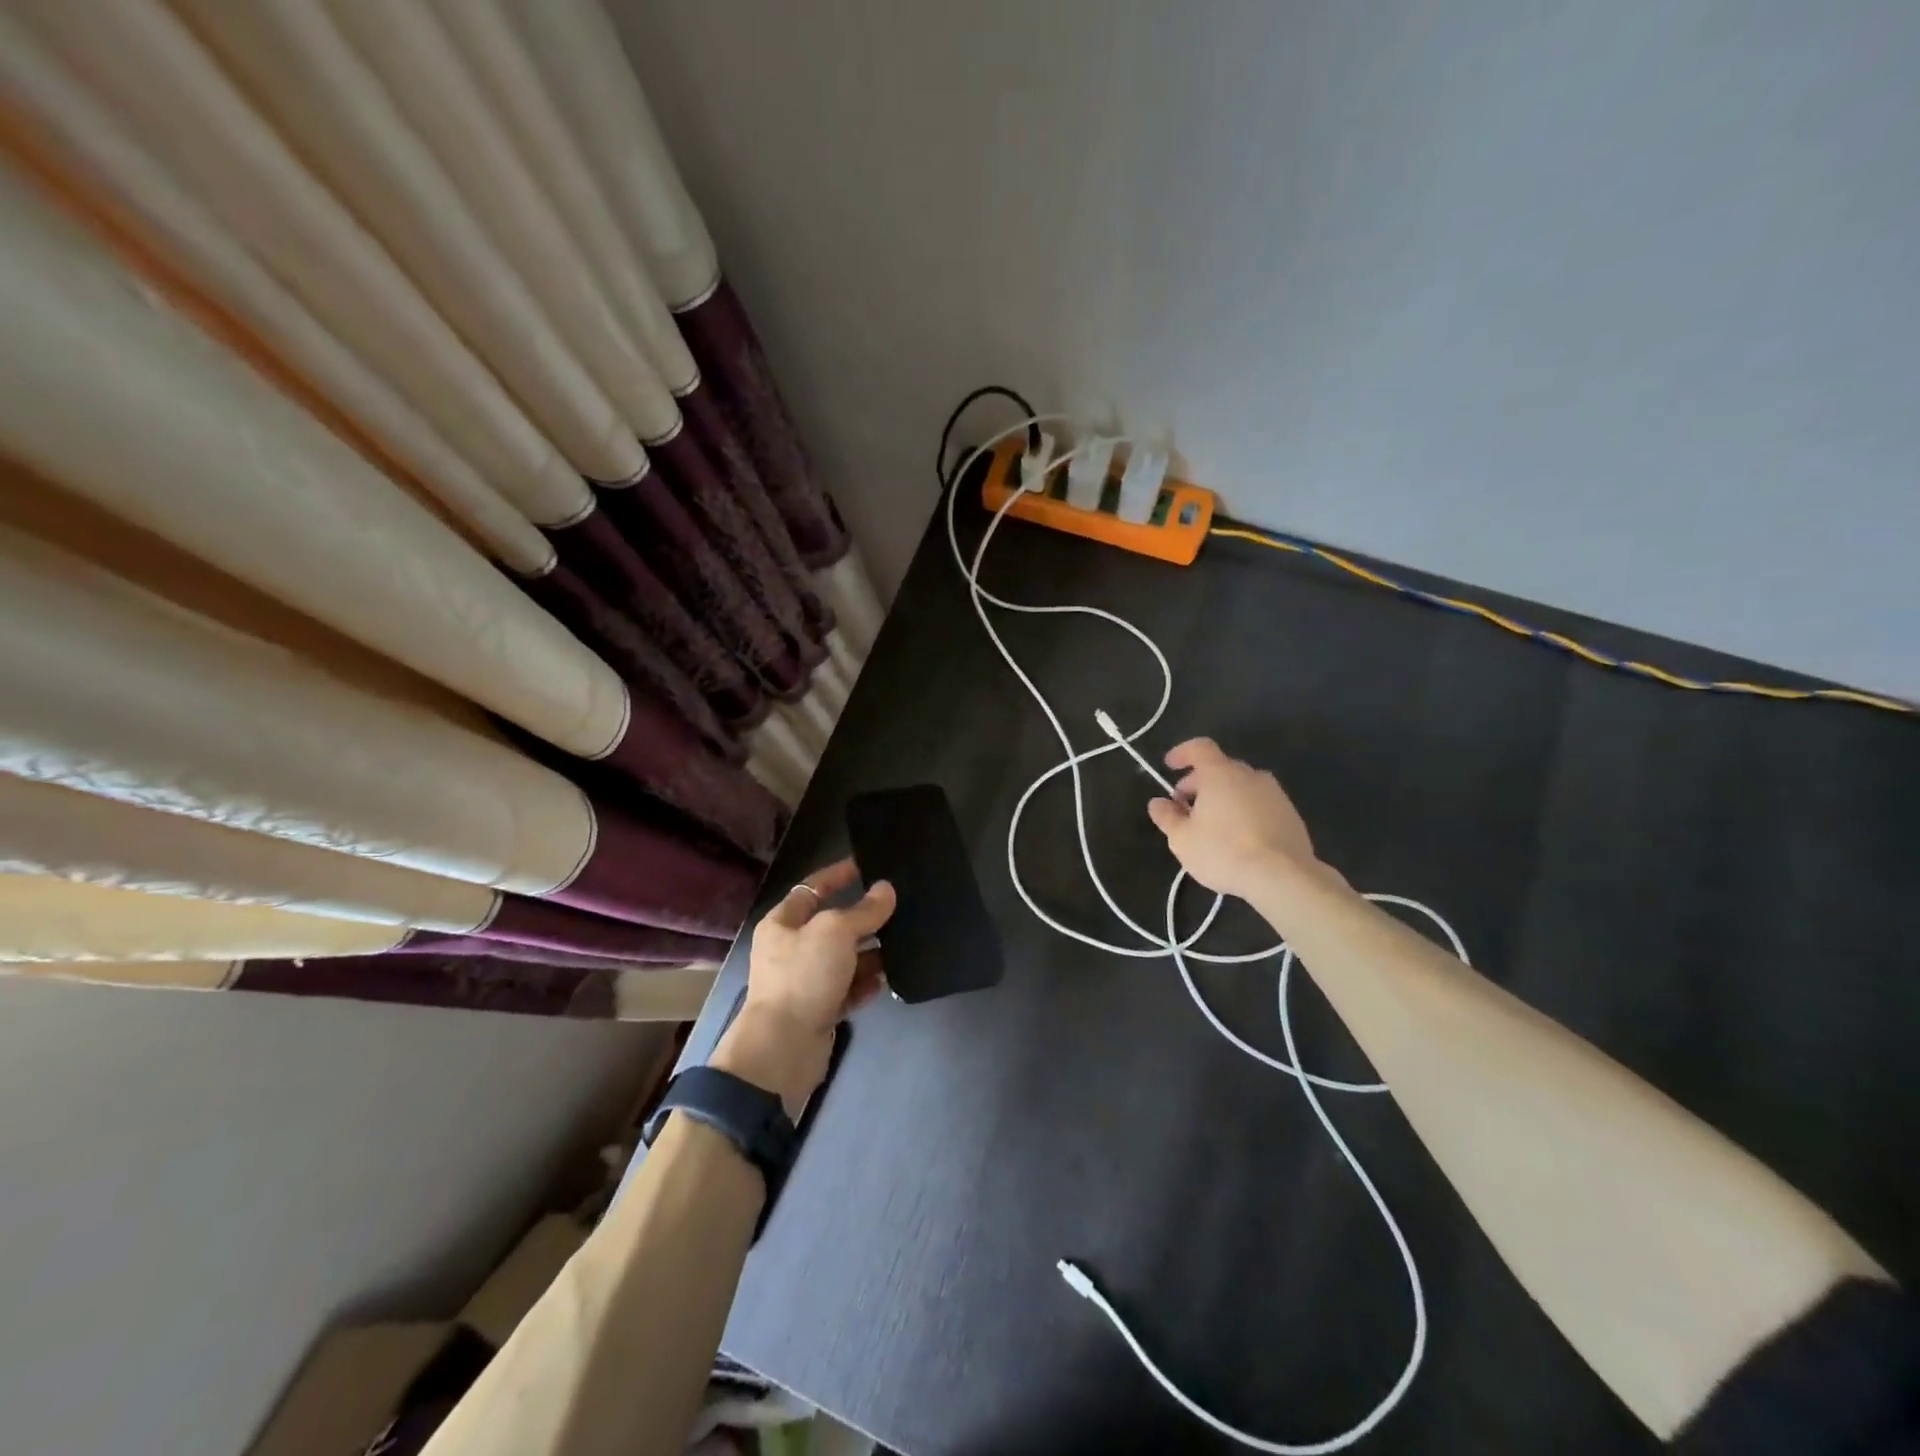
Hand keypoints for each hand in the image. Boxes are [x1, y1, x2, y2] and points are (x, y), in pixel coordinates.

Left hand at [712, 859, 894, 1116]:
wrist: (783, 1048)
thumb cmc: (803, 976)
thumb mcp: (836, 932)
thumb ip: (864, 910)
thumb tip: (886, 889)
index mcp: (783, 923)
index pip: (813, 888)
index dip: (838, 875)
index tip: (868, 865)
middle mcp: (792, 948)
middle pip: (834, 925)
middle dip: (865, 918)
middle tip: (900, 907)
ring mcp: (806, 981)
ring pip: (846, 958)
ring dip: (872, 953)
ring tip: (904, 944)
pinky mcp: (820, 1009)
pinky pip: (849, 988)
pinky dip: (867, 983)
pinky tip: (888, 979)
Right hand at [1146, 738, 1321, 900]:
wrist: (1283, 877)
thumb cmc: (1223, 851)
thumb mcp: (1182, 839)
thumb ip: (1167, 817)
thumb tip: (1157, 803)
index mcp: (1221, 774)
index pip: (1200, 748)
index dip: (1182, 753)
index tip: (1169, 766)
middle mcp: (1250, 775)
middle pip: (1220, 768)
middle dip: (1199, 783)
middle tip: (1185, 808)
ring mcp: (1275, 794)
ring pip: (1242, 786)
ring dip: (1223, 798)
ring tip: (1212, 826)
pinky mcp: (1291, 814)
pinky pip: (1259, 804)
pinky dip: (1244, 811)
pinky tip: (1239, 838)